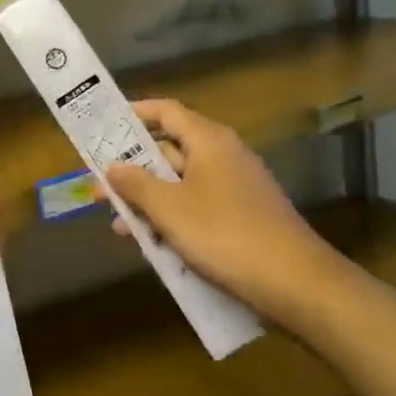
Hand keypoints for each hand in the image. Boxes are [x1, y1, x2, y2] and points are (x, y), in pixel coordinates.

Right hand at [103, 99, 348, 328]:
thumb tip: (112, 166)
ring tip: (117, 223)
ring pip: (180, 184)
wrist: (296, 284)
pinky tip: (151, 243)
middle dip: (132, 169)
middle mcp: (223, 156)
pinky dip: (172, 219)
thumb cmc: (224, 234)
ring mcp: (235, 188)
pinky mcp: (241, 218)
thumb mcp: (169, 208)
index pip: (166, 112)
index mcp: (209, 141)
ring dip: (148, 200)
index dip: (134, 114)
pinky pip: (196, 207)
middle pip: (169, 150)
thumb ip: (136, 183)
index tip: (104, 124)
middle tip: (98, 186)